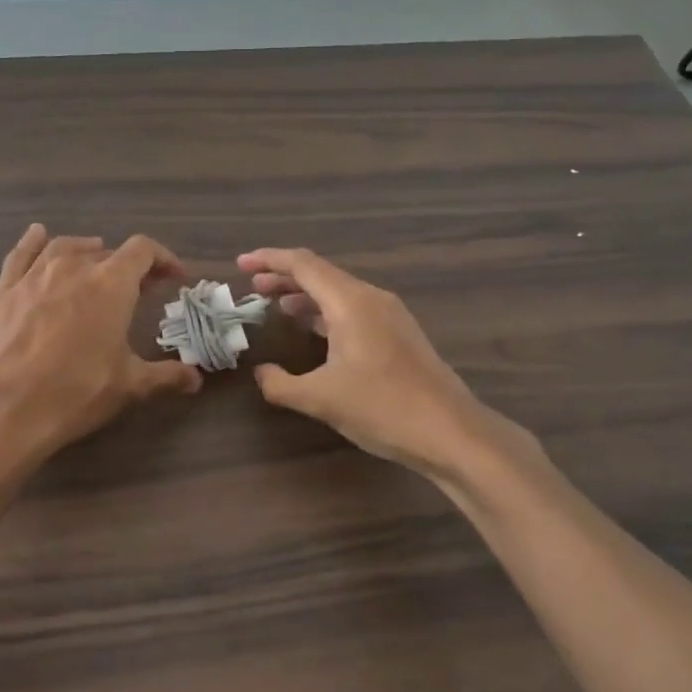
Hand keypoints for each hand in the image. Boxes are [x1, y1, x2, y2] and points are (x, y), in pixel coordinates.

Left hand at [0, 225, 202, 461]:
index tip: (173, 277)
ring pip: (66, 247)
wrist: (8, 409)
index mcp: (111, 284)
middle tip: (138, 290)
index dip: (163, 259)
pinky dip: (34, 242)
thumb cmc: (77, 392)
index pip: (143, 251)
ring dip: (87, 251)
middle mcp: (74, 268)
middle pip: (107, 253)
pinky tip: (38, 236)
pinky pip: (22, 254)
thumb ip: (166, 376)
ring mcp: (35, 276)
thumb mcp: (130, 386)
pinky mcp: (5, 290)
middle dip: (128, 267)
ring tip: (96, 260)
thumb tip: (196, 379)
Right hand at [238, 247, 542, 480]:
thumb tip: (261, 373)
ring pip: (338, 292)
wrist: (451, 432)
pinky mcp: (399, 334)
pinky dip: (326, 311)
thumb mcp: (320, 399)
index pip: (303, 265)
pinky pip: (353, 309)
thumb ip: (280, 384)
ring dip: (305, 295)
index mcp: (350, 302)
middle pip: (321, 274)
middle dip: (284, 277)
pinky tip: (313, 330)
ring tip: (276, 305)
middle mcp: (371, 298)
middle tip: (252, 286)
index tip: (240, 263)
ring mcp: (389, 315)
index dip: (269, 259)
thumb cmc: (382, 408)